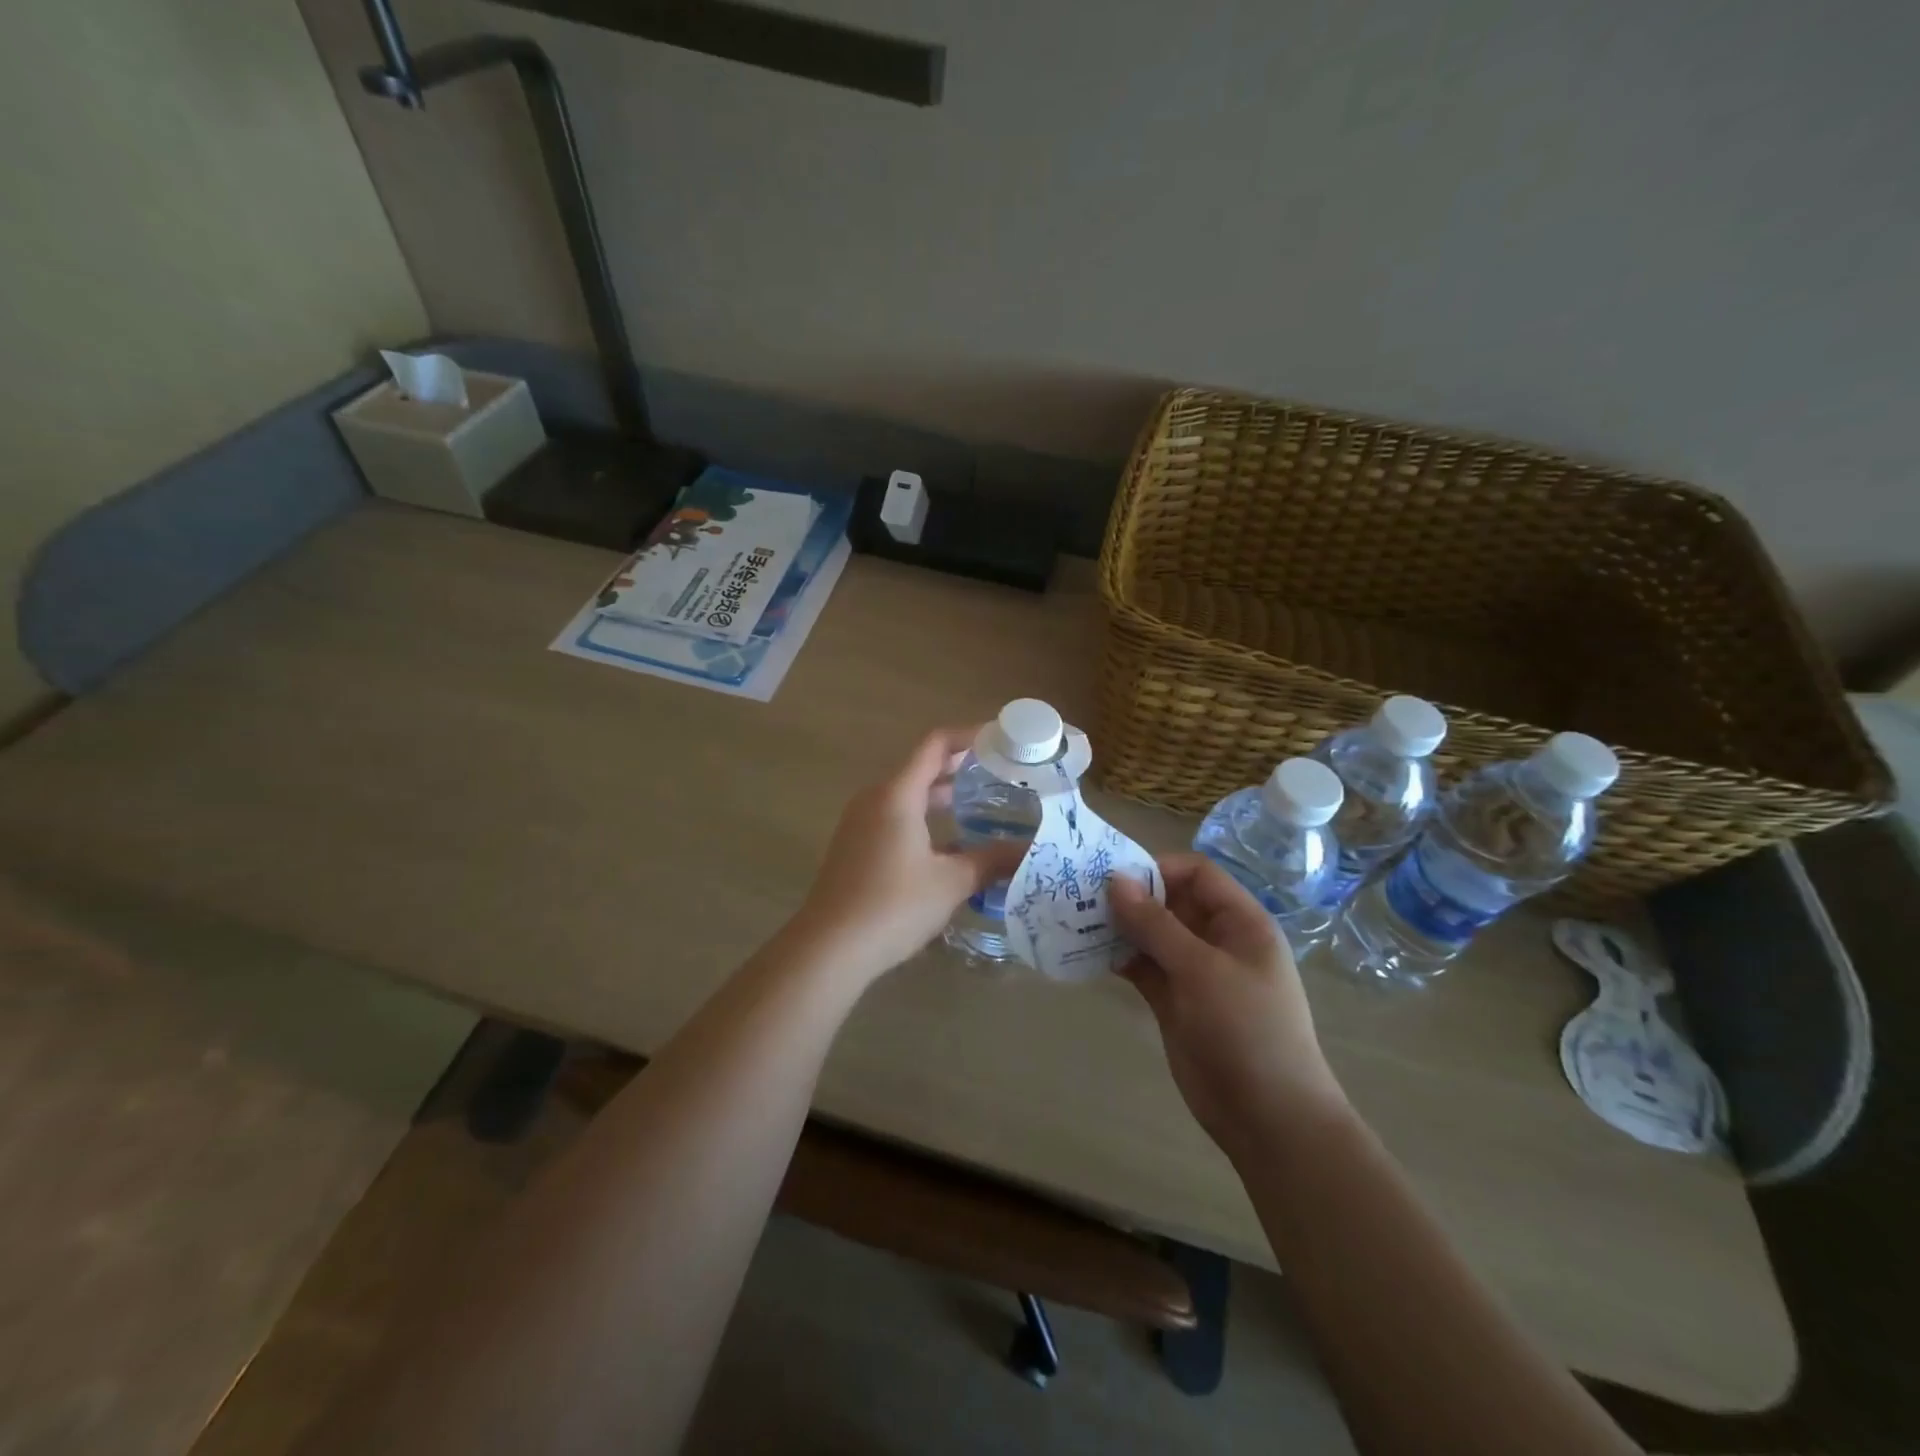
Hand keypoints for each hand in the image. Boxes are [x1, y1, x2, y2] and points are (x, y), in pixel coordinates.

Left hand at [790, 726, 1027, 988]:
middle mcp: (875, 799)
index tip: (1000, 739)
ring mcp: (861, 824)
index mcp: (897, 794)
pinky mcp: (855, 848)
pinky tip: (950, 846)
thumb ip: (991, 861)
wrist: (829, 947)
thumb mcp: (951, 882)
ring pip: (908, 797)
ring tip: (981, 806)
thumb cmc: (893, 905)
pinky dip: (924, 820)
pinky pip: (895, 819)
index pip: (935, 745)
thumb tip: (1028, 850)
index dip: (969, 736)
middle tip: (1001, 774)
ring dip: (942, 797)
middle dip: (960, 768)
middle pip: (921, 769)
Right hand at [1109, 854, 1346, 1159]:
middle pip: (1170, 902)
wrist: (1268, 1118)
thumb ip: (1155, 924)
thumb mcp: (1201, 970)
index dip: (1158, 869)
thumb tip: (1115, 880)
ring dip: (1120, 927)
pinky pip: (1144, 967)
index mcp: (1240, 922)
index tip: (1114, 878)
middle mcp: (1217, 940)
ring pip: (1152, 935)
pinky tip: (1090, 954)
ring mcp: (1194, 973)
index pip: (1197, 874)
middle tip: (1083, 896)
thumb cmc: (1246, 1030)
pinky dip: (1120, 959)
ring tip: (1078, 921)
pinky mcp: (1175, 1002)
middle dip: (1131, 897)